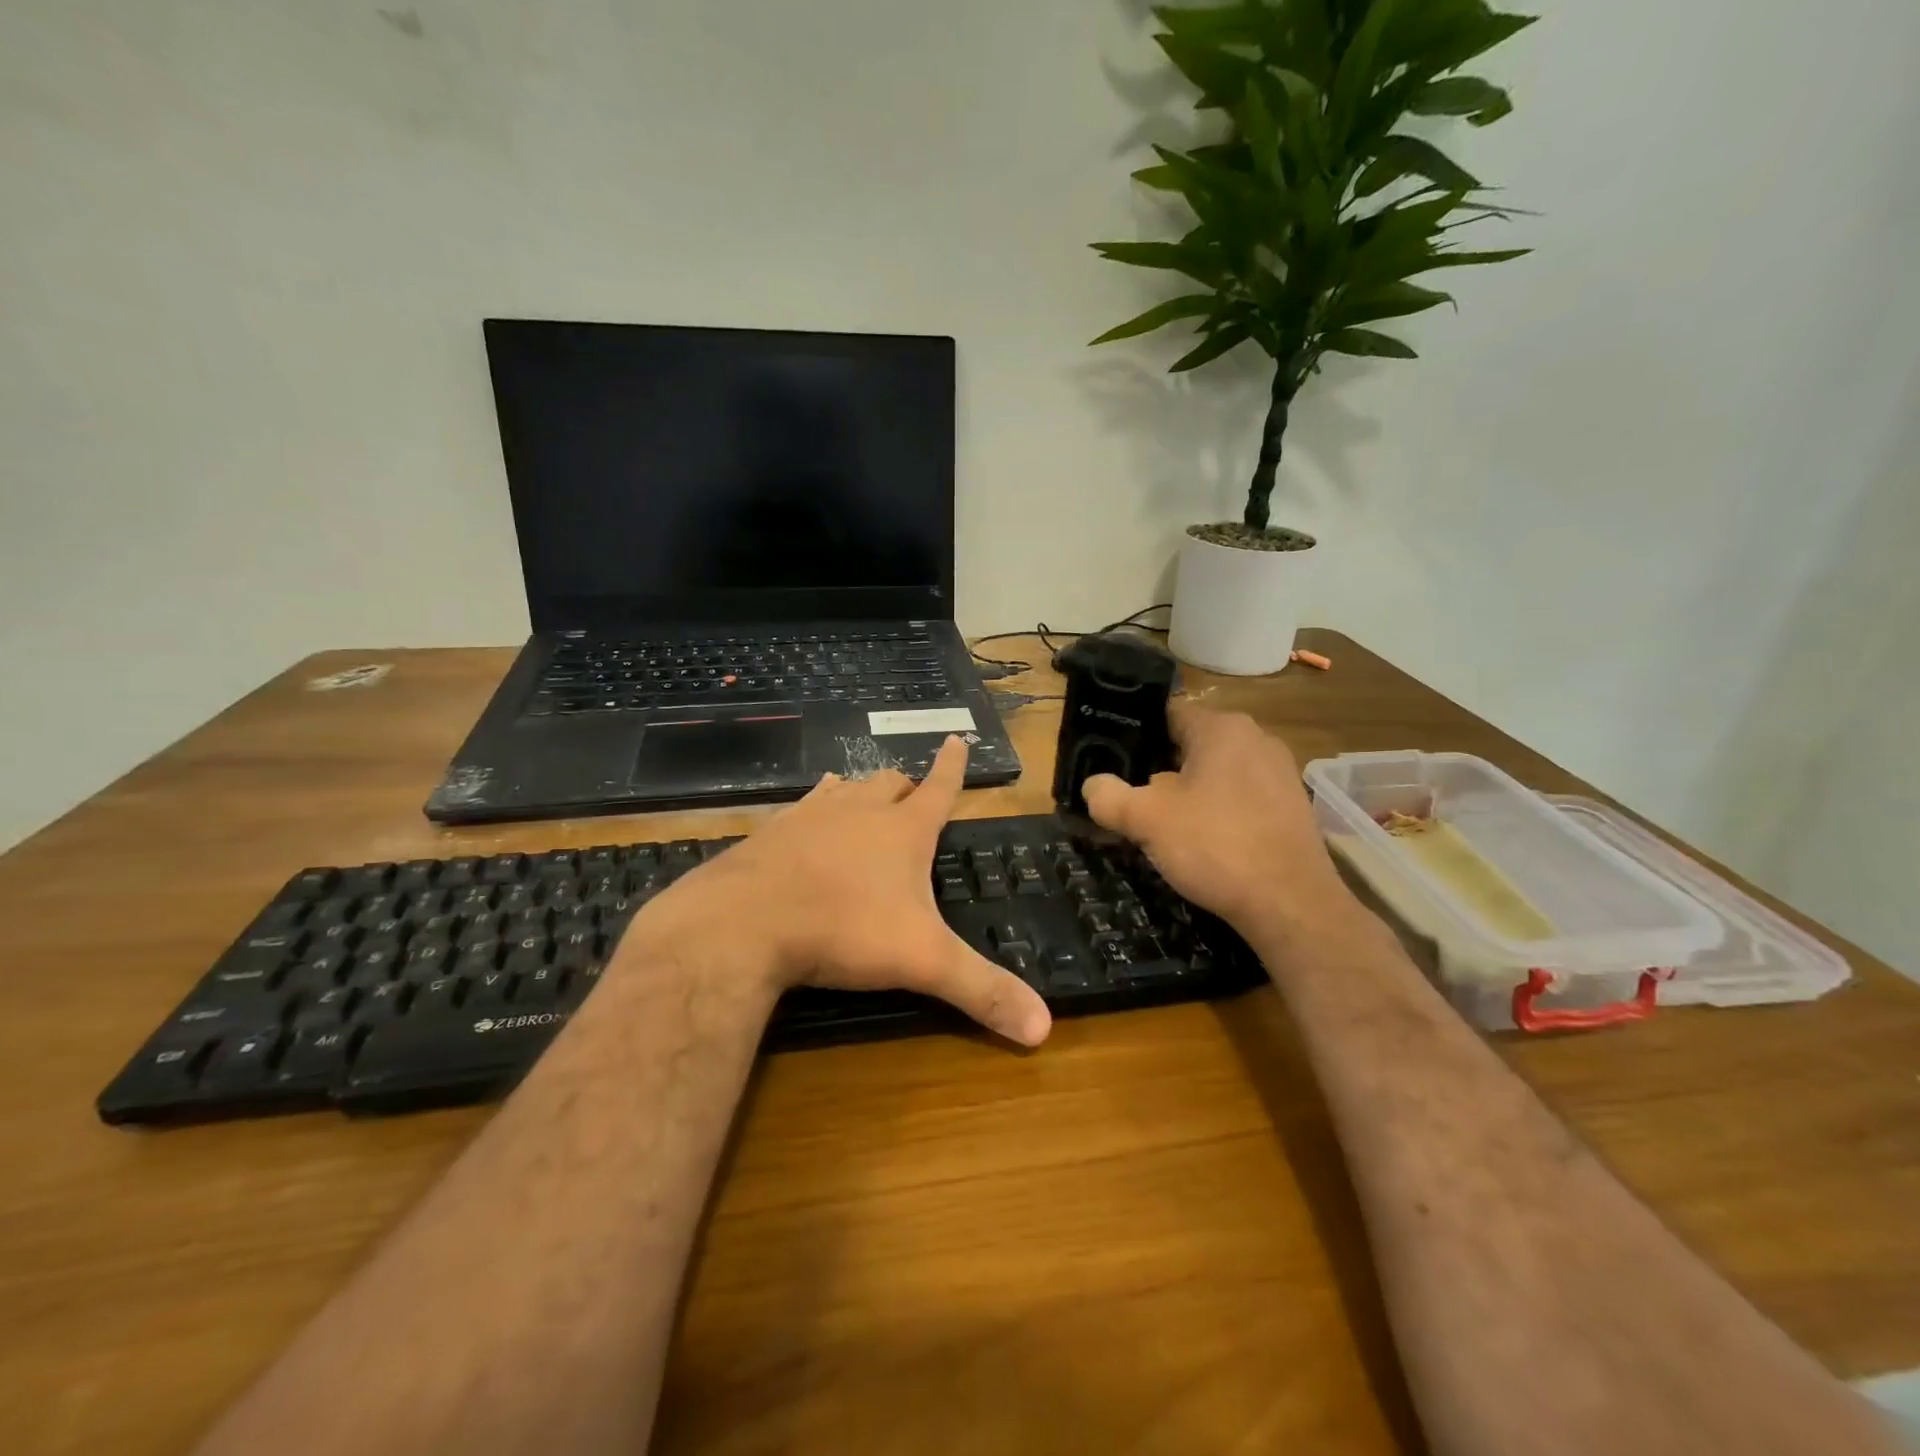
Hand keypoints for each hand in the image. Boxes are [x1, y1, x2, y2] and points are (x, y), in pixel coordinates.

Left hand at [629, 736, 1051, 1046]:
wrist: (744, 922)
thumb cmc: (844, 929)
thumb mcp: (923, 962)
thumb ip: (981, 990)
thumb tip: (1044, 1028)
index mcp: (903, 831)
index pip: (939, 788)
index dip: (953, 766)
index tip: (957, 739)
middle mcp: (859, 811)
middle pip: (890, 784)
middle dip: (906, 786)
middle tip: (912, 792)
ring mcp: (811, 816)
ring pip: (845, 789)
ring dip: (859, 792)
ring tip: (861, 795)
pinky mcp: (772, 832)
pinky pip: (801, 808)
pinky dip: (814, 809)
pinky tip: (805, 820)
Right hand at [1081, 703, 1349, 931]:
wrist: (1291, 904)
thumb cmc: (1215, 846)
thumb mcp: (1146, 820)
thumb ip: (1108, 797)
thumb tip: (1093, 787)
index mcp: (1221, 728)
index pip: (1166, 713)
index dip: (1133, 734)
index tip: (1111, 760)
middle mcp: (1256, 738)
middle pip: (1191, 744)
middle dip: (1159, 768)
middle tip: (1132, 797)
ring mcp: (1280, 772)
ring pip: (1216, 772)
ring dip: (1189, 792)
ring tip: (1164, 824)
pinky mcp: (1292, 806)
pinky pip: (1241, 796)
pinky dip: (1219, 811)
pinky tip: (1205, 842)